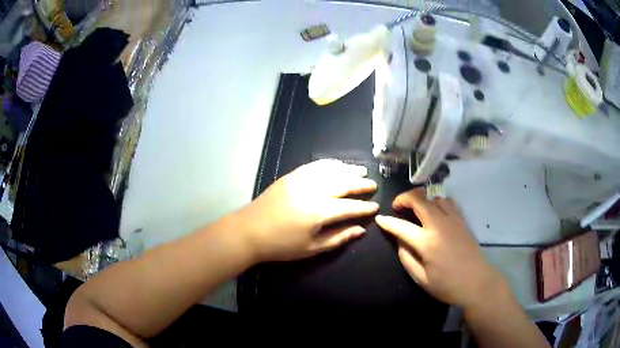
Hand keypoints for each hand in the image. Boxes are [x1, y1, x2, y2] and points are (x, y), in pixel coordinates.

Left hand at [236, 159, 378, 261]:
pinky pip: (315, 165)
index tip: (376, 206)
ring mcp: (301, 180)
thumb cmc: (281, 245)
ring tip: (361, 172)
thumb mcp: (312, 248)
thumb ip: (338, 238)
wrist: (249, 231)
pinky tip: (337, 165)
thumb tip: (360, 230)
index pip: (350, 207)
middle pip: (343, 183)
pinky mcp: (291, 176)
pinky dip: (329, 164)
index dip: (364, 207)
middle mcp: (313, 191)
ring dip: (348, 170)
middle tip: (372, 185)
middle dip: (361, 184)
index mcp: (319, 212)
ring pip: (331, 170)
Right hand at [375, 189, 506, 310]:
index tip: (379, 219)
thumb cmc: (447, 285)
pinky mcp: (462, 220)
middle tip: (397, 207)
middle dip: (403, 198)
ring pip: (434, 197)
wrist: (477, 282)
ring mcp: (453, 220)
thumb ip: (406, 258)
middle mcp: (439, 225)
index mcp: (426, 242)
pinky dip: (438, 202)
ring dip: (422, 200)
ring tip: (418, 211)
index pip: (401, 226)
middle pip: (419, 199)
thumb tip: (400, 241)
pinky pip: (449, 201)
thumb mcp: (421, 279)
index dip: (387, 221)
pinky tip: (437, 212)